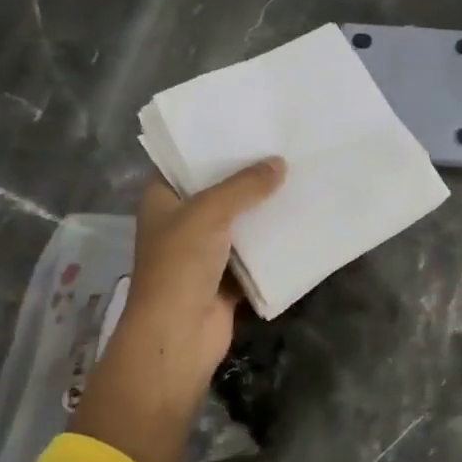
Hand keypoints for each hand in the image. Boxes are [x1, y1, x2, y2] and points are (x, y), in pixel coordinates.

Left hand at [111, 159, 286, 395]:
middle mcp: (180, 222)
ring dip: (262, 208)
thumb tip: (280, 163)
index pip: (184, 162)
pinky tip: (299, 220)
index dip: (211, 144)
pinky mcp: (226, 277)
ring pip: (238, 222)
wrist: (178, 336)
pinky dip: (272, 242)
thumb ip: (244, 185)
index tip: (246, 125)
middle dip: (246, 175)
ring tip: (297, 177)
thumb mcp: (210, 212)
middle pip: (217, 191)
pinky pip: (253, 253)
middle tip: (282, 146)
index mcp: (162, 200)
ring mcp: (203, 252)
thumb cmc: (180, 265)